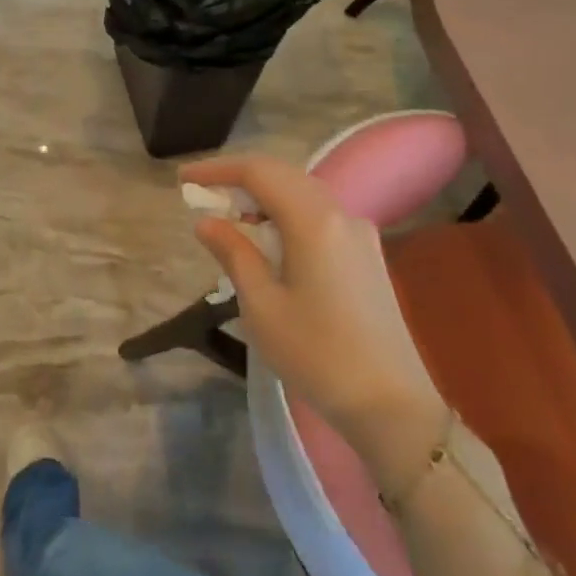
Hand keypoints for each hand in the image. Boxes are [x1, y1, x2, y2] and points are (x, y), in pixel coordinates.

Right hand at [180, 153, 446, 489]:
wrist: (392, 405)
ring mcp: (360, 234)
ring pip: (303, 193)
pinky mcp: (367, 255)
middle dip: (239, 178)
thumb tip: (207, 222)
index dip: (218, 170)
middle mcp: (341, 215)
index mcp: (314, 222)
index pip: (259, 173)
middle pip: (284, 175)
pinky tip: (267, 238)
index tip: (183, 178)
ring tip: (228, 216)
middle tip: (202, 194)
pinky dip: (285, 213)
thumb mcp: (261, 305)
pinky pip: (318, 215)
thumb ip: (233, 253)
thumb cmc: (317, 354)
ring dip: (263, 195)